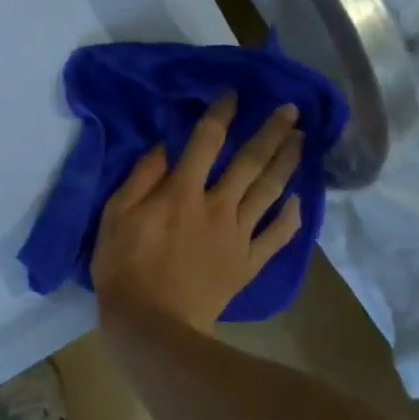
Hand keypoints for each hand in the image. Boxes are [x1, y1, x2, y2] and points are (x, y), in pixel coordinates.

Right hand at [91, 94, 303, 327]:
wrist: (152, 324)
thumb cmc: (124, 266)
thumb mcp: (116, 215)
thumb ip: (141, 178)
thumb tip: (164, 147)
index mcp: (182, 191)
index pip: (207, 141)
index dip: (221, 114)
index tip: (234, 95)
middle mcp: (217, 205)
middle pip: (250, 162)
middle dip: (272, 132)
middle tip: (292, 110)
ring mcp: (237, 235)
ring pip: (269, 192)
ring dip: (287, 163)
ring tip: (302, 141)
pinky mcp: (247, 263)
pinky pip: (276, 237)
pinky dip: (291, 219)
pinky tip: (298, 201)